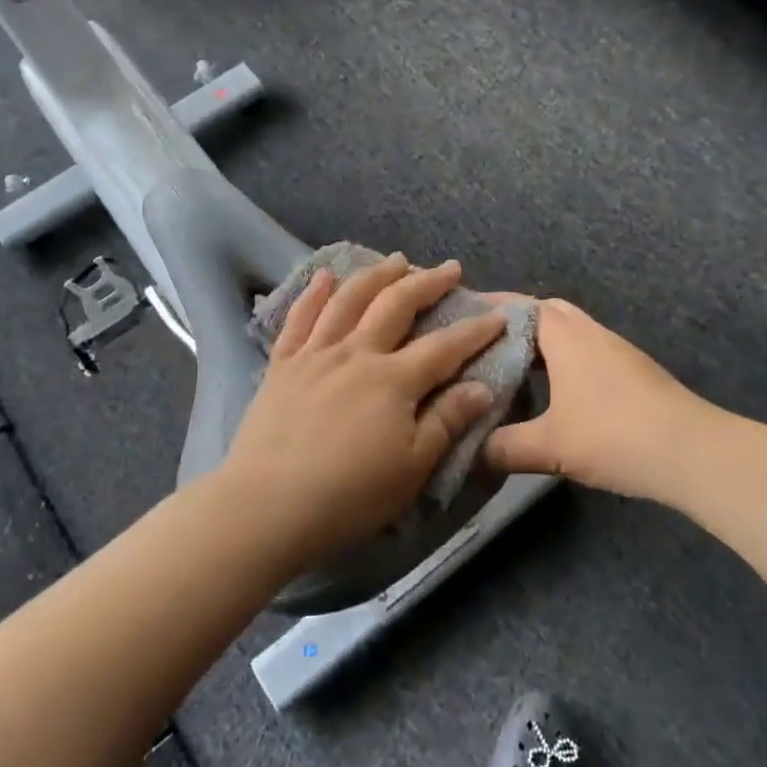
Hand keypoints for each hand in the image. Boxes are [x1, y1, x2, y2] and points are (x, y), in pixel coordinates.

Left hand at [221, 253, 506, 570]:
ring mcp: (316, 354)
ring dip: (377, 275)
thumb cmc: (350, 494)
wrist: (268, 505)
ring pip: (350, 300)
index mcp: (393, 380)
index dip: (474, 331)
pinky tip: (325, 276)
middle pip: (396, 305)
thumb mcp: (413, 467)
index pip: (444, 347)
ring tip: (397, 261)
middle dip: (427, 283)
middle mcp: (356, 353)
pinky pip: (299, 318)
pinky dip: (314, 293)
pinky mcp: (283, 364)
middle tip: (449, 268)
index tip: (498, 316)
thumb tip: (483, 387)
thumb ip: (447, 420)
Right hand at [486, 298, 714, 504]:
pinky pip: (586, 351)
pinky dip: (562, 360)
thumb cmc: (614, 435)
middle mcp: (590, 332)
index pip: (520, 305)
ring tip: (511, 367)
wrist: (692, 452)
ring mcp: (616, 349)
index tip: (460, 316)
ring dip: (542, 343)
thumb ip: (505, 447)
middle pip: (546, 311)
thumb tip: (471, 452)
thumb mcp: (550, 446)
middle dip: (515, 322)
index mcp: (565, 335)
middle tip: (484, 343)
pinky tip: (554, 392)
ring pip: (570, 332)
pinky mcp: (632, 371)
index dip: (489, 308)